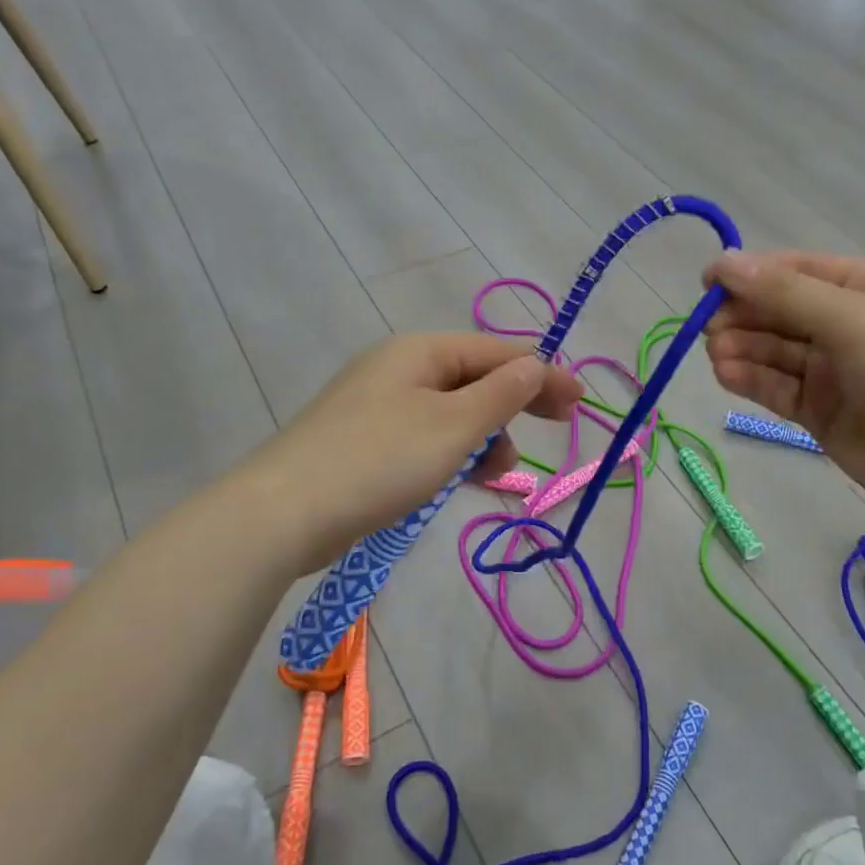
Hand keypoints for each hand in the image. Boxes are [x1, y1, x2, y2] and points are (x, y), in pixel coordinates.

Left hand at [246, 333, 583, 573]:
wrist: (283, 513)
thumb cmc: (379, 460)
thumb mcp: (453, 426)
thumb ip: (500, 394)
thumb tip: (536, 364)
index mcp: (421, 352)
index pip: (498, 352)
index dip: (543, 373)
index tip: (580, 402)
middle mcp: (400, 369)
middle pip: (475, 377)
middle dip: (516, 403)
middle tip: (559, 428)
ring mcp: (379, 406)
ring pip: (452, 412)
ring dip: (485, 436)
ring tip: (498, 473)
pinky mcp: (366, 442)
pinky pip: (427, 438)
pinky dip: (453, 454)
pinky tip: (464, 480)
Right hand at [703, 251, 864, 532]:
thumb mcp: (853, 320)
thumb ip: (785, 293)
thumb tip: (724, 262)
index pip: (799, 271)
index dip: (752, 273)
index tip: (707, 283)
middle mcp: (850, 327)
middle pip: (782, 311)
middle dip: (744, 315)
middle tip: (709, 327)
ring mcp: (835, 373)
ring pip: (775, 351)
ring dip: (742, 348)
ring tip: (715, 354)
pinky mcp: (822, 414)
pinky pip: (779, 388)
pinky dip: (751, 380)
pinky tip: (726, 375)